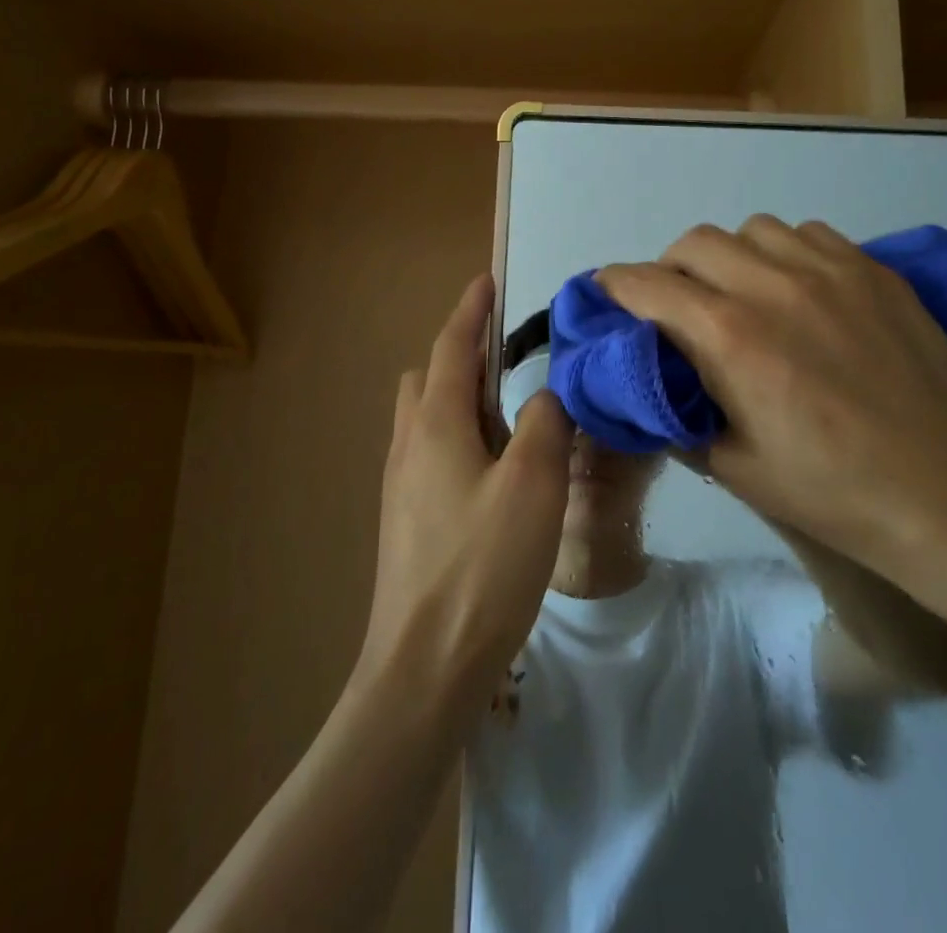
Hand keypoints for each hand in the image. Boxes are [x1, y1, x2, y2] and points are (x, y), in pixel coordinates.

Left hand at [358, 275, 573, 709]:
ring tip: (512, 416)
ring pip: (427, 417)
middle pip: (427, 377)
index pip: (450, 346)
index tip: (488, 280)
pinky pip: (431, 453)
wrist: (423, 666)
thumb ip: (544, 422)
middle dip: (463, 354)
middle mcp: (409, 443)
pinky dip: (461, 437)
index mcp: (435, 423)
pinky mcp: (408, 519)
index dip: (471, 310)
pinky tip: (496, 472)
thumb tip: (544, 395)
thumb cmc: (483, 565)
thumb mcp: (532, 483)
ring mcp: (402, 484)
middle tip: (509, 359)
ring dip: (463, 399)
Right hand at [597, 217, 946, 593]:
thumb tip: (648, 384)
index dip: (615, 285)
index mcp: (731, 338)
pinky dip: (784, 253)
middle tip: (680, 307)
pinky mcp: (872, 269)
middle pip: (693, 243)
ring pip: (751, 230)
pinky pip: (807, 234)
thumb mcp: (733, 467)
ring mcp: (829, 270)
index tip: (605, 294)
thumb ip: (677, 415)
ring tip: (743, 293)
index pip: (648, 284)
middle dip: (670, 270)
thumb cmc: (832, 491)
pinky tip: (800, 290)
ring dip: (730, 257)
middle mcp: (773, 286)